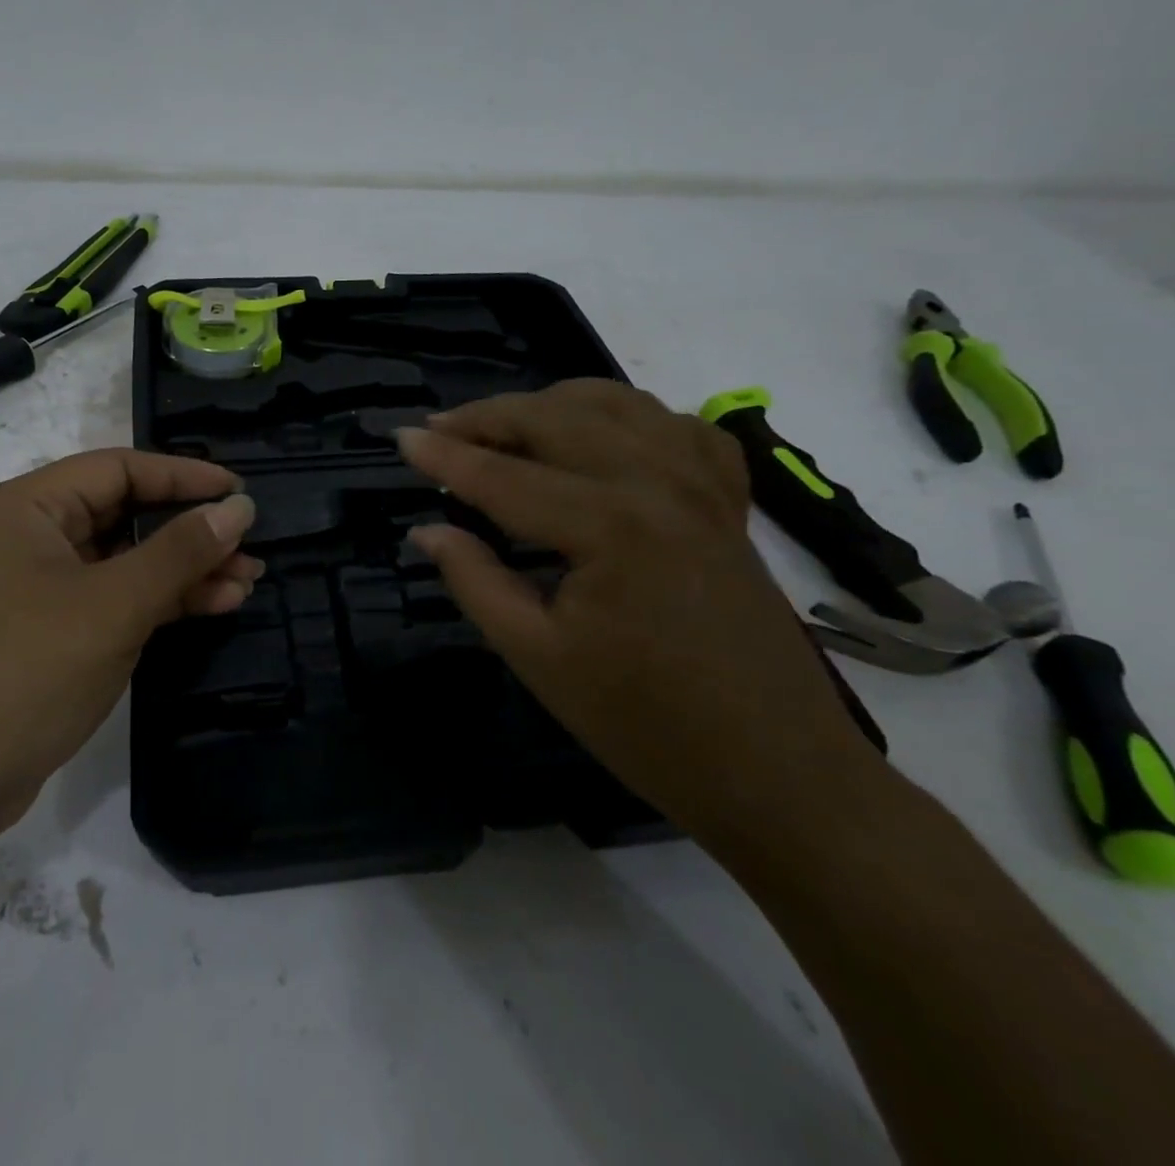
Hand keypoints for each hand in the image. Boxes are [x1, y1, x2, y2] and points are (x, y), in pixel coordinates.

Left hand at [0, 450, 259, 869]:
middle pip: (125, 514)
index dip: (185, 476)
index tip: (240, 492)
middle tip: (250, 547)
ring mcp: (38, 588)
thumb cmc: (23, 672)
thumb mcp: (112, 606)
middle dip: (190, 531)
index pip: (121, 469)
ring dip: (184, 570)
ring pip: (125, 561)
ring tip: (246, 582)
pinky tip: (212, 606)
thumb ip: (179, 552)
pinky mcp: (49, 633)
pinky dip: (160, 602)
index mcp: (29, 508)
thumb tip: (238, 508)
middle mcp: (31, 536)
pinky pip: (114, 599)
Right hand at [396, 380, 883, 851]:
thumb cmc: (645, 726)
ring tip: (505, 427)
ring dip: (550, 404)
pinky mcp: (728, 500)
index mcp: (609, 525)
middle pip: (556, 418)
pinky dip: (627, 416)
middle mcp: (659, 481)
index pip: (503, 476)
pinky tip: (602, 439)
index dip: (444, 457)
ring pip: (615, 403)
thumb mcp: (538, 657)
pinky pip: (675, 426)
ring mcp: (703, 484)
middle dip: (489, 416)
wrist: (776, 771)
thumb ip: (474, 580)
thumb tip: (426, 529)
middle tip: (439, 432)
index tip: (398, 437)